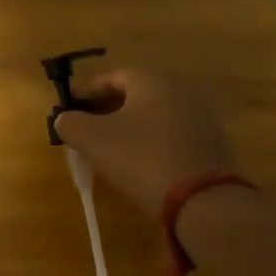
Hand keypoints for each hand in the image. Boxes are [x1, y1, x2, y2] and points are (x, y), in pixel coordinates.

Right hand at [54, 68, 237, 213]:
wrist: (202, 199)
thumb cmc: (140, 158)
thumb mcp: (93, 139)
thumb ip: (71, 123)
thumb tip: (65, 119)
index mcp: (151, 82)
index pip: (111, 76)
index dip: (86, 91)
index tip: (68, 107)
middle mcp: (179, 91)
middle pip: (134, 94)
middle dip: (106, 108)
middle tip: (85, 127)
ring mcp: (199, 118)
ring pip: (153, 115)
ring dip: (128, 126)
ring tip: (108, 147)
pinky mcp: (210, 144)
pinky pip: (169, 134)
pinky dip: (149, 141)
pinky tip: (137, 162)